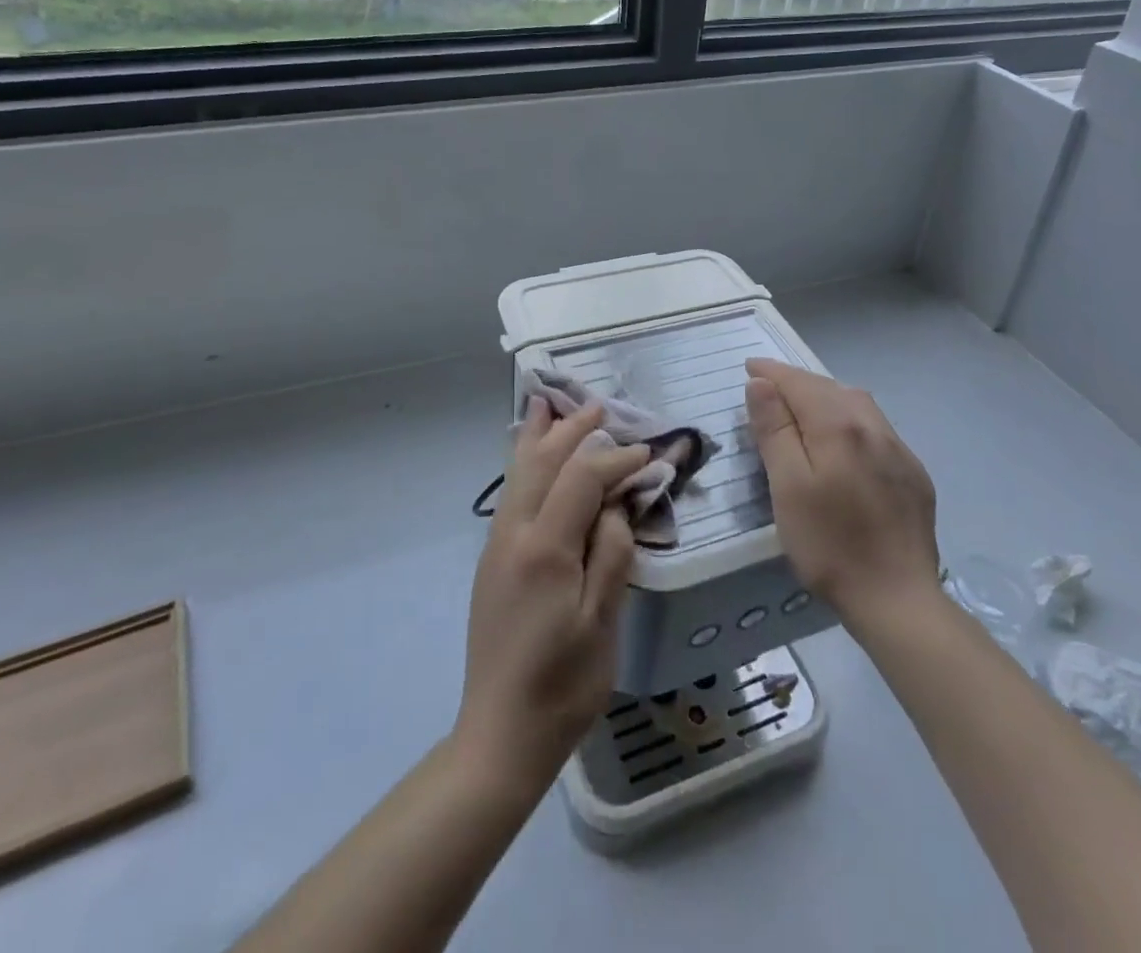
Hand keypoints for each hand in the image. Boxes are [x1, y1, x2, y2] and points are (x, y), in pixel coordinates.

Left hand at [454, 399, 650, 792]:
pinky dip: (525, 464)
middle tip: (598, 406)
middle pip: (542, 462)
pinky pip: (511, 494)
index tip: (648, 455)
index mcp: (544, 547)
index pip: (583, 478)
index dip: (616, 459)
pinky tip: (531, 459)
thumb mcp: (602, 622)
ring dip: (540, 438)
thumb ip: (613, 553)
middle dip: (571, 430)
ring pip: (518, 473)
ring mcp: (497, 546)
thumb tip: (617, 505)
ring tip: (548, 405)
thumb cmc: (562, 684)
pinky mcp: (492, 561)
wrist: (500, 735)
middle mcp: (513, 534)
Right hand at [745, 358, 940, 627]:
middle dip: (797, 381)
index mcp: (839, 426)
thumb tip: (762, 384)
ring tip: (802, 404)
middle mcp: (874, 427)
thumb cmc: (829, 545)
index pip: (799, 384)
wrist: (898, 600)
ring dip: (826, 395)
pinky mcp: (913, 474)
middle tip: (768, 385)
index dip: (772, 373)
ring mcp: (899, 450)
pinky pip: (876, 428)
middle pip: (830, 388)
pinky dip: (850, 418)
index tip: (748, 366)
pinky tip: (844, 439)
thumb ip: (775, 430)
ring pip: (857, 404)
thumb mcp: (788, 487)